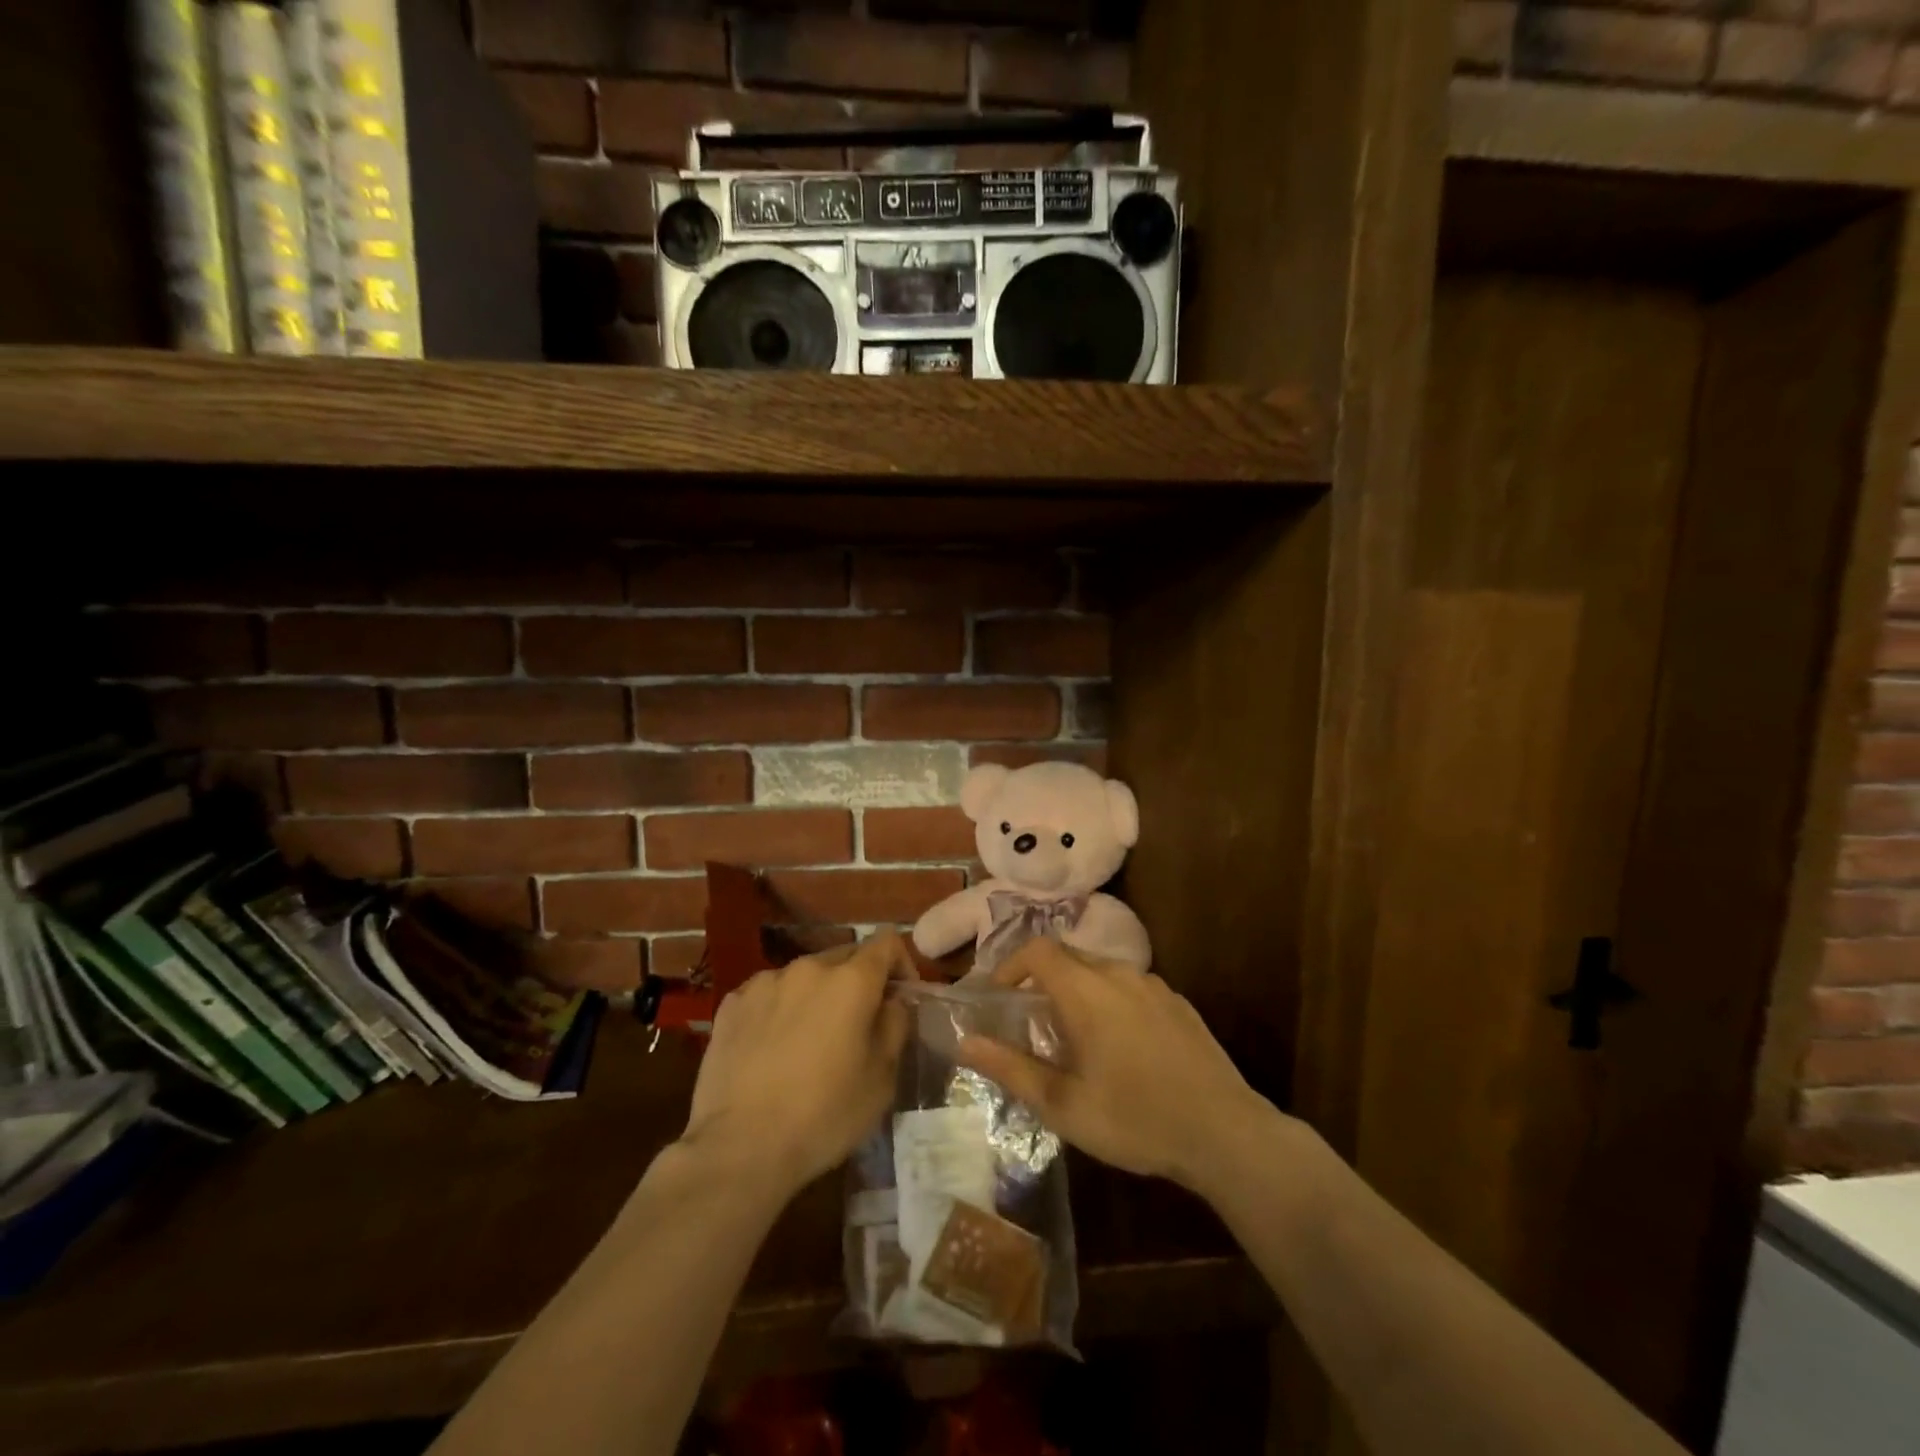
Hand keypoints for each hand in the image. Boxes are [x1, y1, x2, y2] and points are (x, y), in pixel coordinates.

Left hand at [679, 932, 911, 1197]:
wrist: (740, 1148)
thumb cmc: (824, 1115)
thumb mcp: (881, 1078)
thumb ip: (895, 1025)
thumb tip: (893, 1001)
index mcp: (851, 981)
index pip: (886, 943)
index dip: (901, 964)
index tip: (900, 998)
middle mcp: (808, 967)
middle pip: (845, 956)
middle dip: (858, 981)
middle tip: (858, 1025)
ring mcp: (765, 982)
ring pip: (804, 976)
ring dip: (817, 995)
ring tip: (811, 1039)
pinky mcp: (732, 1003)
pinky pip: (769, 994)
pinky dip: (780, 1009)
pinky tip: (773, 1048)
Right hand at [956, 939, 1277, 1191]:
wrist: (1225, 1133)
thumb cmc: (1135, 1119)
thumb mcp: (1063, 1105)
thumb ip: (1011, 1068)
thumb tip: (966, 1042)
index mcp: (1087, 991)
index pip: (1037, 950)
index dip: (1010, 965)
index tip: (998, 996)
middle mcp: (1119, 975)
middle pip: (1068, 956)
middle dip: (1041, 979)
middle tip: (1029, 1021)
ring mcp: (1154, 986)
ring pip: (1101, 970)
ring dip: (1076, 990)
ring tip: (1072, 1036)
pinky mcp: (1178, 1004)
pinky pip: (1130, 987)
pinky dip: (1108, 1000)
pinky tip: (1119, 1047)